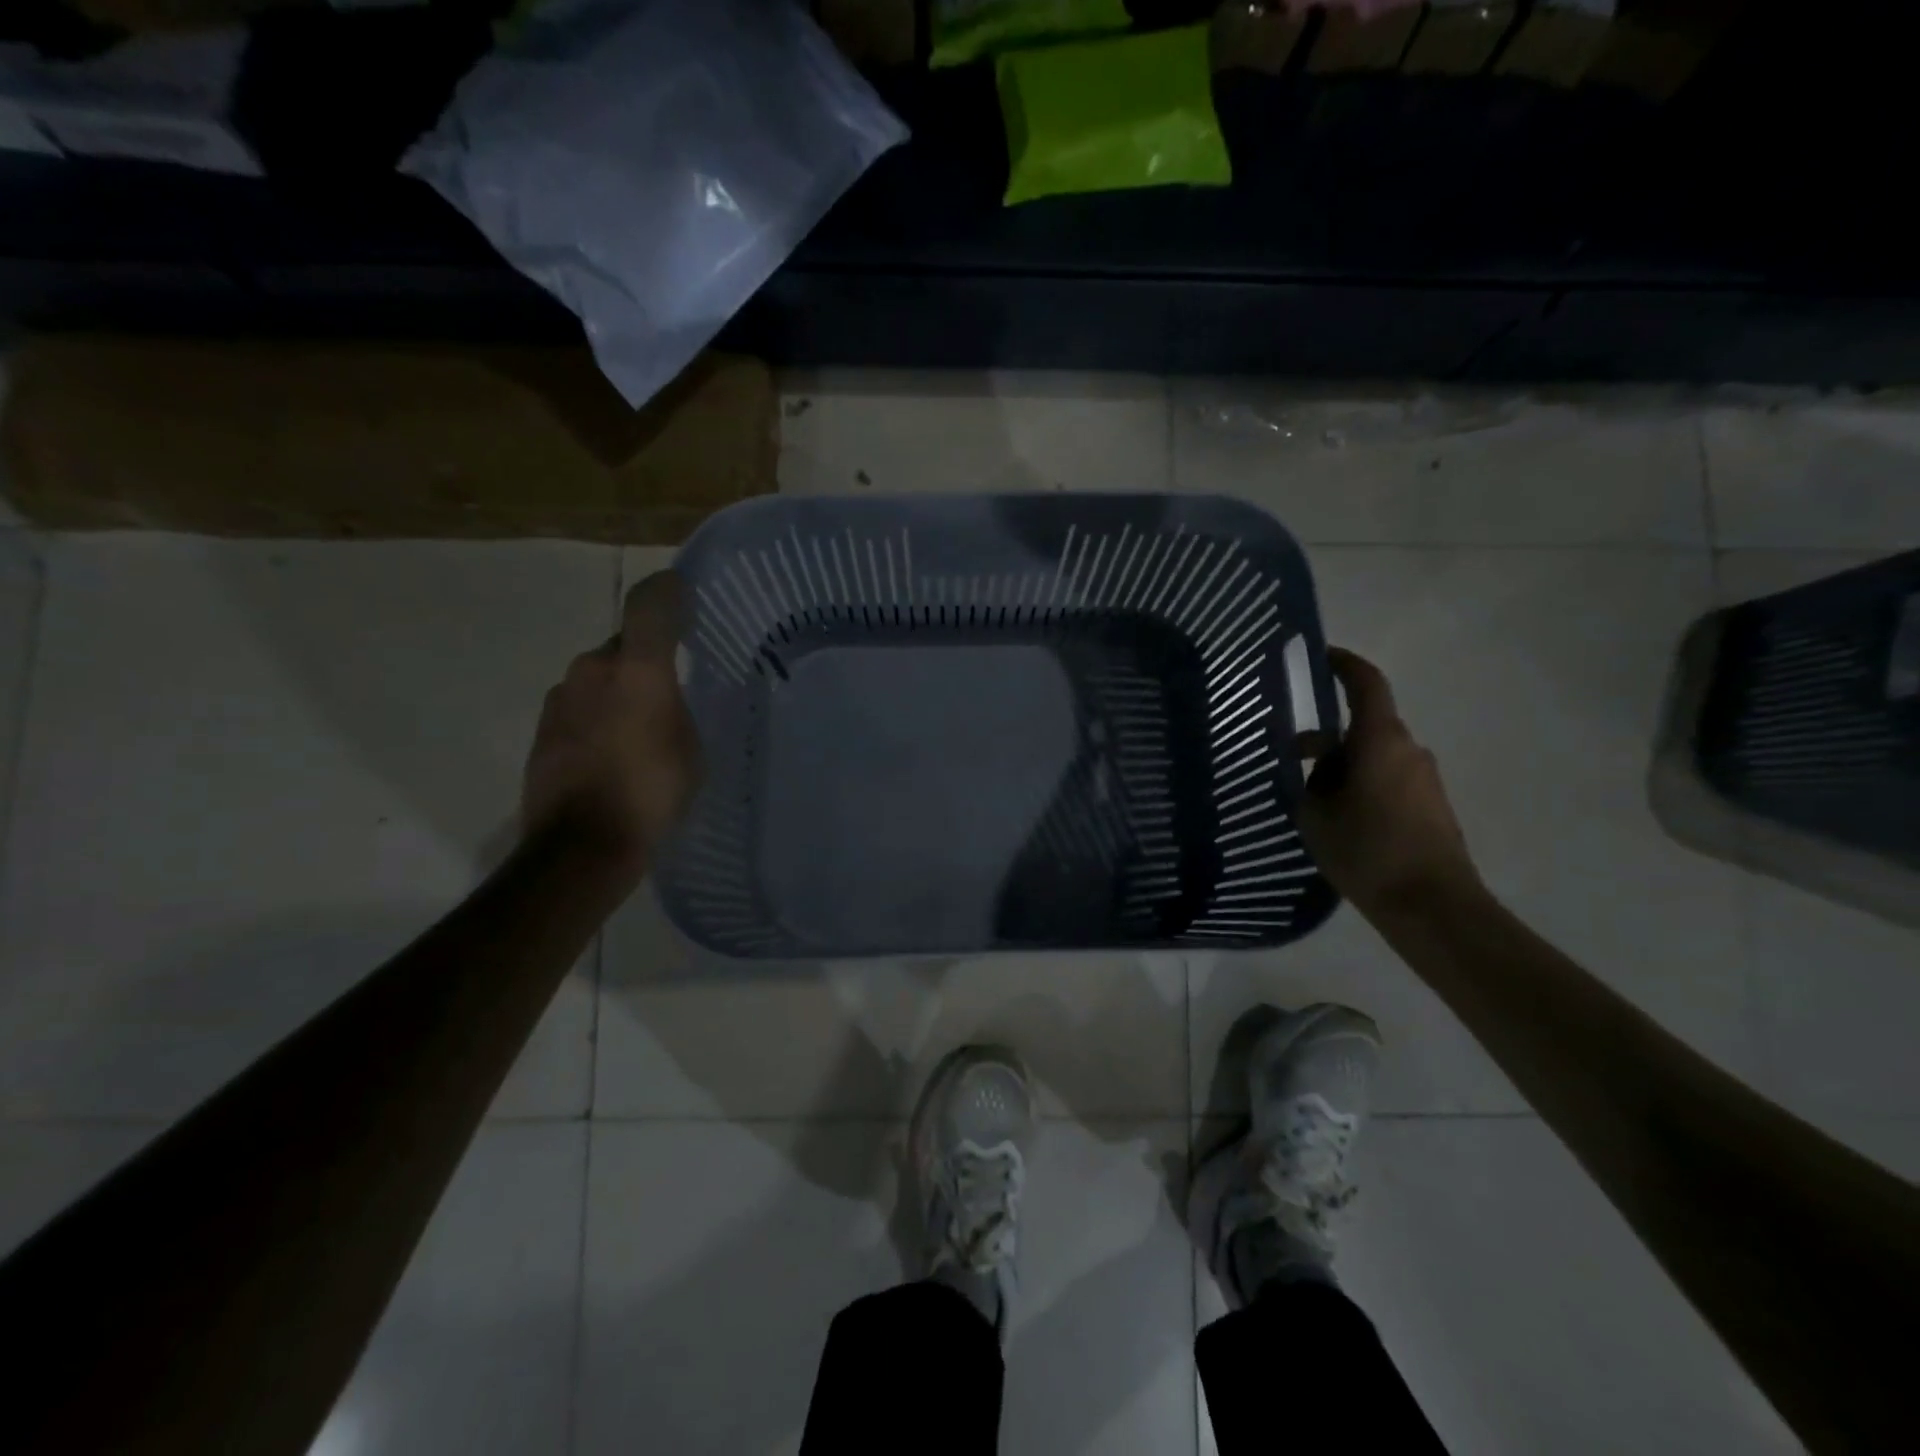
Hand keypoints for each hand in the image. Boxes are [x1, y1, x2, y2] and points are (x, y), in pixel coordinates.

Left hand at [522, 571, 700, 871]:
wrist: (581, 844)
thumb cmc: (651, 792)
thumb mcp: (690, 750)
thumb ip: (675, 709)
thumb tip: (659, 697)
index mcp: (636, 670)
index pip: (649, 606)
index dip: (667, 591)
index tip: (681, 589)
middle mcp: (592, 670)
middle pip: (620, 646)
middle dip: (643, 659)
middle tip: (668, 688)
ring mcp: (560, 698)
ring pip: (597, 678)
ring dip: (618, 691)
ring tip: (640, 728)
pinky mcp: (542, 728)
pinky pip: (580, 707)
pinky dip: (598, 716)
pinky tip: (613, 751)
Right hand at [1297, 647, 1480, 918]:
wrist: (1432, 905)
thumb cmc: (1367, 851)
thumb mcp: (1316, 815)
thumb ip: (1310, 781)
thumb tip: (1316, 767)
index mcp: (1380, 740)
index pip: (1365, 683)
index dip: (1343, 664)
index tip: (1320, 657)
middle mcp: (1409, 749)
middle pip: (1363, 726)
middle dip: (1326, 739)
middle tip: (1289, 760)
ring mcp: (1424, 778)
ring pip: (1374, 756)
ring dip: (1342, 767)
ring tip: (1310, 802)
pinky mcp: (1431, 804)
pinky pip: (1388, 779)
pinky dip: (1361, 785)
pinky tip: (1339, 821)